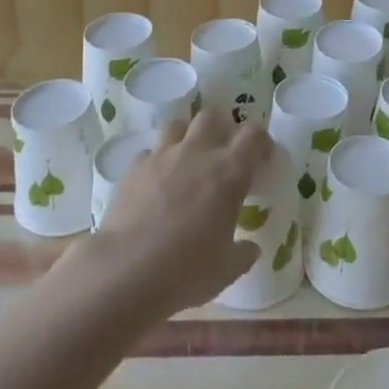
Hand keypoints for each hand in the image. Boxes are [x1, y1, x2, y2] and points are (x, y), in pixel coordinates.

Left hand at [87, 111, 269, 316]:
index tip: (261, 158)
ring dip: (186, 137)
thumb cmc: (187, 269)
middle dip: (220, 130)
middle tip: (221, 155)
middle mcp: (198, 153)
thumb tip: (251, 249)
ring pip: (178, 125)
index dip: (260, 141)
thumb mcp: (227, 269)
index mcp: (229, 172)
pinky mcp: (134, 168)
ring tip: (187, 161)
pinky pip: (150, 153)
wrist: (127, 270)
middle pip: (212, 117)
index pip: (253, 135)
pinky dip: (157, 162)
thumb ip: (243, 253)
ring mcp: (163, 156)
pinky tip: (155, 184)